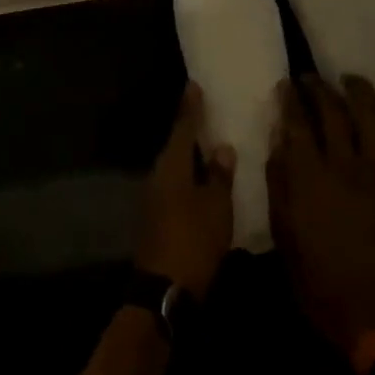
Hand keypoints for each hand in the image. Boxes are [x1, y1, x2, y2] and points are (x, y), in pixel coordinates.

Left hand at [135, 83, 234, 298]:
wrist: (164, 288)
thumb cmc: (194, 240)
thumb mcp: (216, 207)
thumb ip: (219, 176)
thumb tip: (221, 147)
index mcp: (171, 166)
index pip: (182, 128)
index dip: (190, 108)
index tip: (193, 86)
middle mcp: (157, 176)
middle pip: (175, 146)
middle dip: (190, 130)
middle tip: (207, 113)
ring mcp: (153, 198)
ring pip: (174, 166)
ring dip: (189, 155)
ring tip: (210, 144)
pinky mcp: (156, 217)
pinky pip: (174, 185)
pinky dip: (188, 176)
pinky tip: (202, 180)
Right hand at [267, 75, 374, 355]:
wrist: (368, 306)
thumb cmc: (313, 273)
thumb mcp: (281, 228)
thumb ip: (279, 180)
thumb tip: (280, 142)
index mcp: (309, 175)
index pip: (297, 122)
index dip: (291, 99)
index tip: (286, 85)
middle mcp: (345, 164)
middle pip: (333, 111)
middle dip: (319, 88)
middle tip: (310, 78)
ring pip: (373, 115)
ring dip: (361, 92)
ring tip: (351, 81)